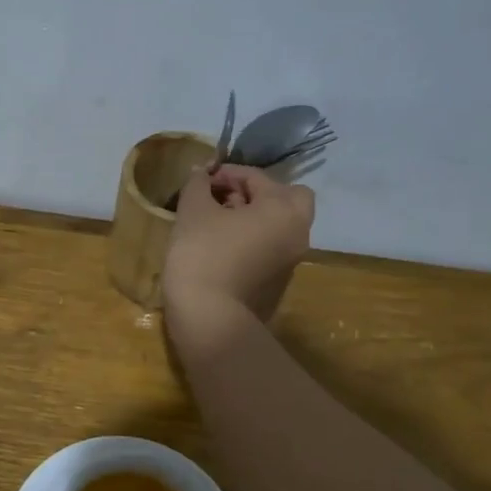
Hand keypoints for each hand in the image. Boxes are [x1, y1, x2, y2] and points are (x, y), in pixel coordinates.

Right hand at [163, 164, 313, 335]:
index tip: (200, 181)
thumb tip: (202, 172)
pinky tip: (222, 250)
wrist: (209, 318)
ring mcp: (292, 261)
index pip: (256, 177)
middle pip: (286, 199)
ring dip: (254, 218)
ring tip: (216, 224)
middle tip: (224, 200)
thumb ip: (198, 184)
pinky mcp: (279, 283)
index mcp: (282, 208)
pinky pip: (271, 249)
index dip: (225, 173)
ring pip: (279, 225)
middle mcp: (297, 232)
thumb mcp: (192, 211)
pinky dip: (253, 241)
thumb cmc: (202, 254)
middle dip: (256, 194)